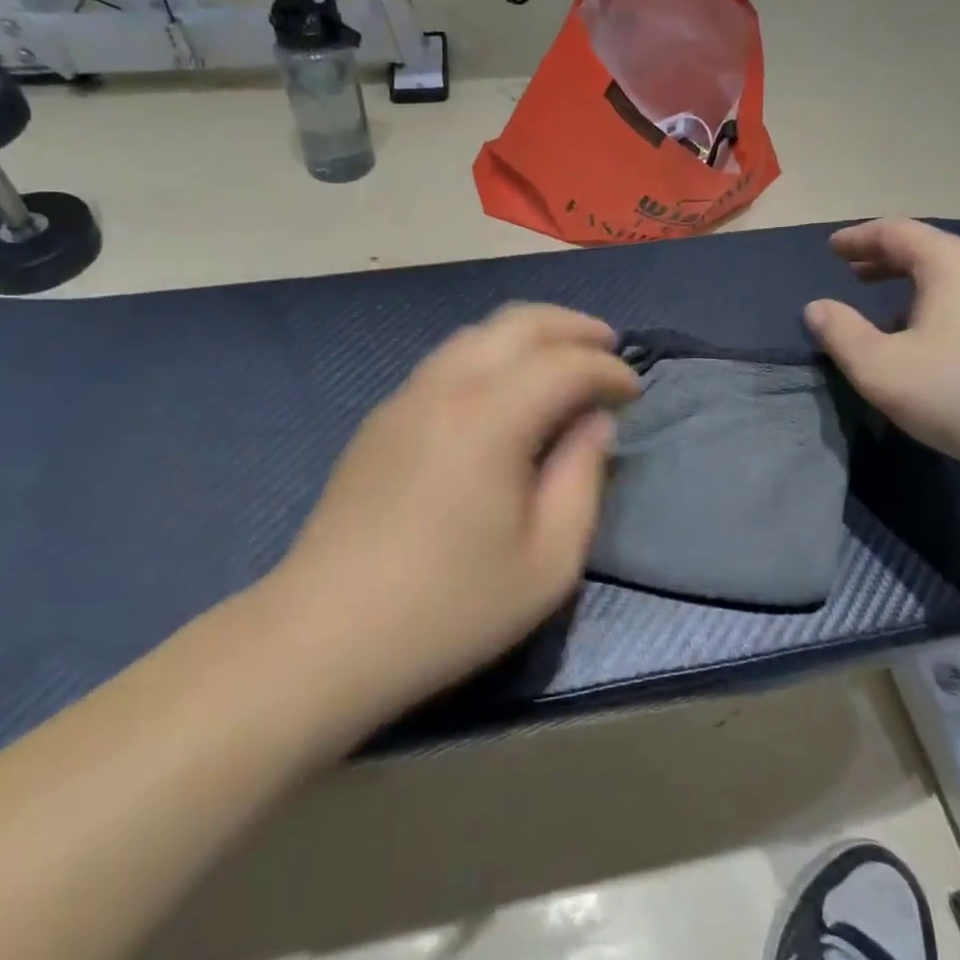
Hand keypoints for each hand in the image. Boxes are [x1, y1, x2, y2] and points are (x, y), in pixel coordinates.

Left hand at [264, 304, 640, 727]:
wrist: (325, 636)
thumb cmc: (449, 608)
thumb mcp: (547, 561)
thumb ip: (583, 479)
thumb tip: (595, 423)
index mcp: (489, 418)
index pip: (565, 364)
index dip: (608, 370)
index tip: (635, 392)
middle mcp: (445, 387)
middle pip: (517, 322)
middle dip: (571, 326)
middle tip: (608, 346)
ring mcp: (405, 397)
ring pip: (477, 334)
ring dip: (528, 335)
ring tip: (562, 359)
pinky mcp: (382, 419)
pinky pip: (448, 360)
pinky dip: (491, 354)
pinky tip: (505, 389)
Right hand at [805, 220, 959, 482]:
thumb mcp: (881, 368)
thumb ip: (841, 334)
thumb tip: (818, 308)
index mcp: (951, 264)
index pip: (896, 231)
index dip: (858, 237)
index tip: (831, 249)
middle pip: (928, 249)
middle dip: (884, 259)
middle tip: (852, 274)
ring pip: (953, 276)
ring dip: (912, 284)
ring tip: (885, 309)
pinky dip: (938, 304)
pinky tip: (930, 340)